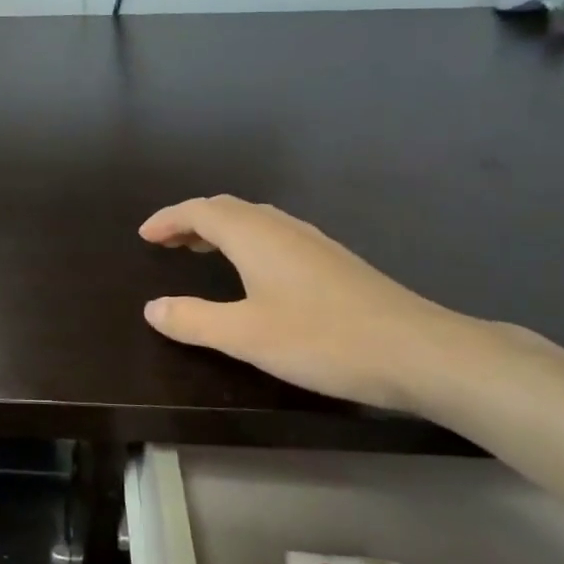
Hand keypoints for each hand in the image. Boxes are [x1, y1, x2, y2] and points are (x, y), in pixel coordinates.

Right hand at [139, 195, 474, 411]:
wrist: (420, 352)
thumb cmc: (323, 339)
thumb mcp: (245, 335)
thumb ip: (193, 319)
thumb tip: (152, 308)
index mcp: (256, 237)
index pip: (201, 211)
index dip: (169, 219)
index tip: (144, 235)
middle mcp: (283, 230)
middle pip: (228, 210)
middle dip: (192, 221)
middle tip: (167, 243)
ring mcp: (314, 244)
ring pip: (255, 222)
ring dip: (221, 230)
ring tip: (200, 252)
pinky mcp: (334, 264)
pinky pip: (275, 238)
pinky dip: (247, 244)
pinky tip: (254, 274)